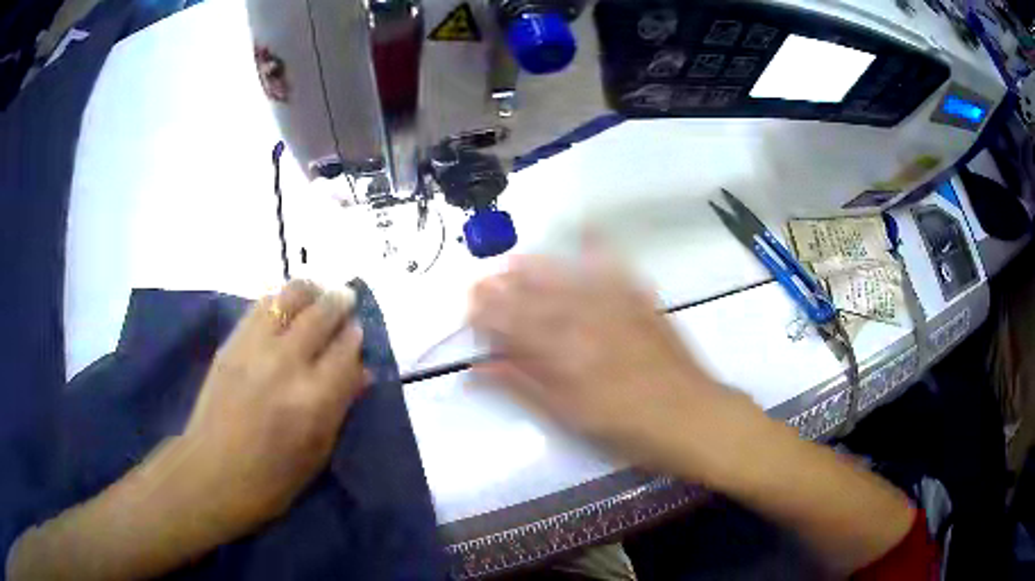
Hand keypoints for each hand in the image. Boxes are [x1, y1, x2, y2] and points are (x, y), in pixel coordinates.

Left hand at [182, 280, 367, 529]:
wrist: (212, 473)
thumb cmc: (273, 479)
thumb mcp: (318, 453)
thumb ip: (341, 407)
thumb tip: (360, 371)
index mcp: (314, 400)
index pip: (347, 350)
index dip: (356, 337)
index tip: (358, 332)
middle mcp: (287, 364)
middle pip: (322, 315)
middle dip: (339, 303)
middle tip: (346, 300)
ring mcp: (255, 348)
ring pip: (290, 297)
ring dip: (310, 290)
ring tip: (317, 293)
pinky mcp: (232, 343)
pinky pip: (261, 305)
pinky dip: (280, 298)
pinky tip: (287, 304)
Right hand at [469, 245, 759, 481]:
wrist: (695, 418)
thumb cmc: (631, 431)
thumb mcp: (572, 419)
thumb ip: (524, 389)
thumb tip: (479, 369)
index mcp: (565, 356)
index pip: (515, 328)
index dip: (489, 316)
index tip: (468, 307)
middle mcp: (587, 324)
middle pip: (537, 300)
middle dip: (505, 289)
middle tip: (481, 279)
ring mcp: (618, 310)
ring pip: (569, 282)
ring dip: (539, 269)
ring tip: (515, 259)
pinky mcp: (644, 305)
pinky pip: (618, 272)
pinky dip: (600, 251)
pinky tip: (588, 233)